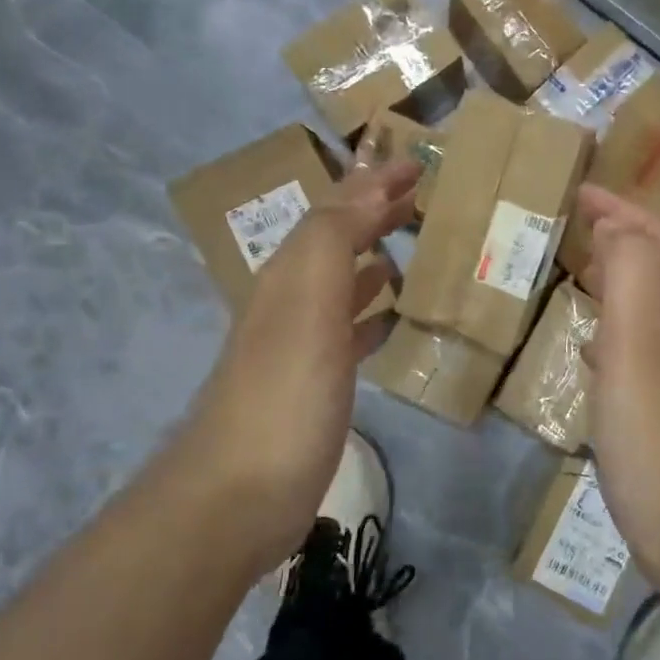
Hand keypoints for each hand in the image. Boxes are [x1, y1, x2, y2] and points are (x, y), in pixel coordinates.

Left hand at [185, 160, 417, 574]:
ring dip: (375, 259)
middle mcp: (293, 301)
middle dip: (374, 215)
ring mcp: (303, 346)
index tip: (415, 163)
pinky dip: (373, 313)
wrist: (238, 497)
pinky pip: (350, 331)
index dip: (372, 183)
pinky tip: (394, 318)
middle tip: (422, 198)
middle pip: (337, 242)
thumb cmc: (284, 395)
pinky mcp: (316, 385)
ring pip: (344, 284)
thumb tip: (368, 186)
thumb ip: (334, 240)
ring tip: (417, 247)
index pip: (335, 211)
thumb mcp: (307, 304)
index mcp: (292, 275)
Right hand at [579, 185, 659, 585]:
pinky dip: (614, 326)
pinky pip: (640, 345)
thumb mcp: (638, 342)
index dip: (620, 209)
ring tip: (577, 270)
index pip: (658, 236)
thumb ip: (630, 273)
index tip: (578, 191)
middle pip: (659, 265)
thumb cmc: (658, 431)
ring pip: (649, 305)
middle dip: (619, 238)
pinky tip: (589, 344)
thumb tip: (617, 228)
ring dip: (616, 280)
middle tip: (571, 225)